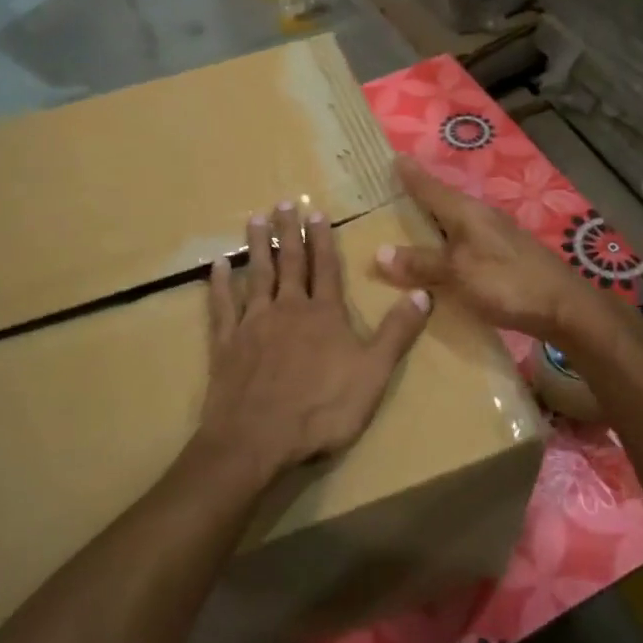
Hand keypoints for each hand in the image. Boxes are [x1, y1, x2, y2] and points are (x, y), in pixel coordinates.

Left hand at [190, 200, 431, 485]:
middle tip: (283, 202)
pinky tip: (217, 265)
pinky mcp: (226, 344)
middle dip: (288, 232)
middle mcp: (287, 309)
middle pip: (288, 263)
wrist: (257, 439)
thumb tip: (424, 292)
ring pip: (255, 275)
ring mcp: (253, 324)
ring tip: (254, 218)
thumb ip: (397, 333)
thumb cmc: (322, 410)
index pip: (325, 268)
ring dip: (256, 246)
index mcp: (324, 315)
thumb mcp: (373, 374)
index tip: (316, 212)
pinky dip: (219, 284)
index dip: (322, 239)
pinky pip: (222, 306)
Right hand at [377, 158, 598, 344]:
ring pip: (456, 224)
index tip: (394, 157)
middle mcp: (482, 218)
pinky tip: (442, 259)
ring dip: (434, 224)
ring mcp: (497, 238)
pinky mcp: (506, 258)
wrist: (564, 307)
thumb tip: (379, 252)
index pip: (432, 188)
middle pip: (444, 203)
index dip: (412, 176)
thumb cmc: (507, 283)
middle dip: (420, 198)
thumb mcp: (457, 272)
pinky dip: (448, 246)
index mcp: (467, 213)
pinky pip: (466, 244)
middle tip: (391, 194)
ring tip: (410, 227)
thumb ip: (421, 262)